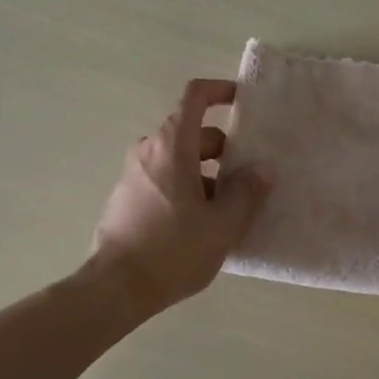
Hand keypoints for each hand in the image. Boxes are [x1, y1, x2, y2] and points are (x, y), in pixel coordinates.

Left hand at [92, 79, 271, 315]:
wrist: (117, 288)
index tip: (243, 102)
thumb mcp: (223, 225)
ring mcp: (133, 174)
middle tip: (248, 178)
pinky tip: (201, 224)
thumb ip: (247, 192)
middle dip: (223, 149)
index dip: (220, 91)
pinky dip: (186, 188)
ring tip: (228, 209)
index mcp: (172, 146)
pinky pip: (163, 179)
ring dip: (206, 174)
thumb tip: (261, 170)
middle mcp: (148, 151)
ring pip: (178, 159)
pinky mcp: (126, 197)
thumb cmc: (174, 250)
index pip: (195, 97)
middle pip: (191, 133)